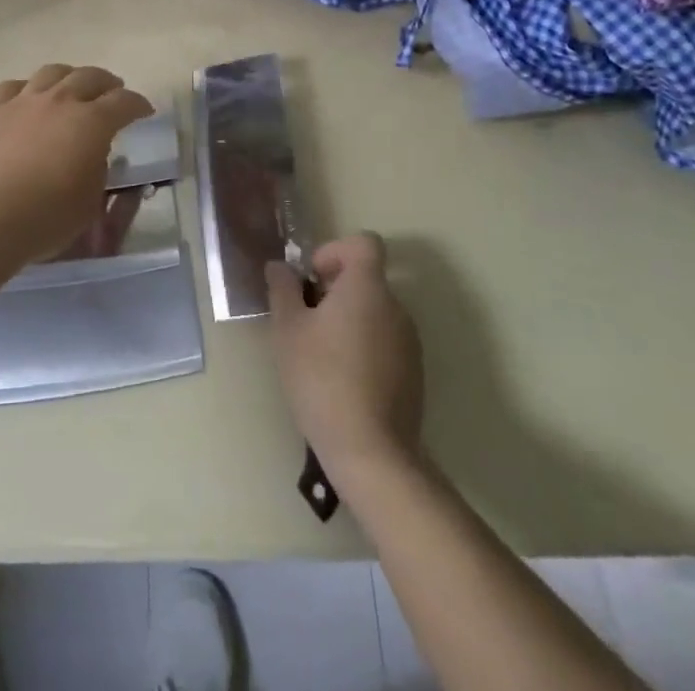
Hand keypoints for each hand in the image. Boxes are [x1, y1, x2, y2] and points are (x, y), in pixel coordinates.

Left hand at [0, 65, 153, 267]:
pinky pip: (13, 86)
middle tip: (113, 93)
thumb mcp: (89, 204)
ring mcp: (22, 100)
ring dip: (70, 77)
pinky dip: (27, 89)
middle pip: (90, 77)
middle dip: (107, 83)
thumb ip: (98, 172)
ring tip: (72, 87)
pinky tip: (27, 98)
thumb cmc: (44, 218)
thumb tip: (95, 156)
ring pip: (52, 72)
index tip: (144, 111)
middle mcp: (60, 101)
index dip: (138, 104)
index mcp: (92, 123)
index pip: (124, 103)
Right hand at [267, 233, 423, 489]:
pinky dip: (365, 347)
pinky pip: (386, 342)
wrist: (370, 452)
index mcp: (367, 287)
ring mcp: (409, 342)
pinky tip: (343, 380)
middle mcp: (396, 307)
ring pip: (375, 312)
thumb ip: (283, 289)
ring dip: (350, 320)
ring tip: (321, 354)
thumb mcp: (288, 330)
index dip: (335, 250)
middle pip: (367, 278)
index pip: (364, 242)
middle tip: (306, 320)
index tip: (314, 278)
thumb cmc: (322, 379)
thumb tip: (280, 266)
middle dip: (335, 290)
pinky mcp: (414, 374)